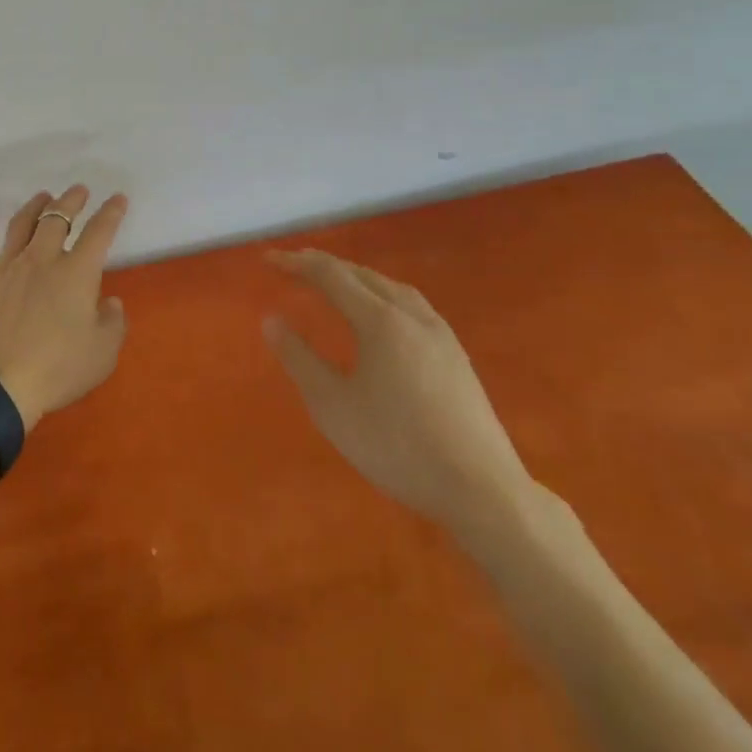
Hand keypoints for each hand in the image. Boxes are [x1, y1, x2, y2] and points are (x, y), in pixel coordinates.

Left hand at [0, 185, 128, 430]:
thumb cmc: (55, 369)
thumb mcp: (101, 355)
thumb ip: (112, 323)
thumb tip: (109, 301)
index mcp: (76, 273)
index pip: (99, 233)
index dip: (111, 213)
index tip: (118, 199)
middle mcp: (41, 259)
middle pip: (57, 218)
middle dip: (70, 200)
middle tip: (78, 191)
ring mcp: (7, 266)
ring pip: (21, 224)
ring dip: (34, 207)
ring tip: (42, 197)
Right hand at [264, 250, 536, 540]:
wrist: (483, 491)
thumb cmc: (398, 446)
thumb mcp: (333, 406)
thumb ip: (299, 359)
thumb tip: (271, 319)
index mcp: (380, 320)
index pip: (331, 276)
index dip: (297, 264)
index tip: (268, 260)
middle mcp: (412, 315)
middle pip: (363, 275)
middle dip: (325, 266)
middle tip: (294, 266)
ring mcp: (441, 335)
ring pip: (392, 288)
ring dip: (357, 278)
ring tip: (336, 283)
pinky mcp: (457, 357)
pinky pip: (412, 305)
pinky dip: (383, 295)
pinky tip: (383, 317)